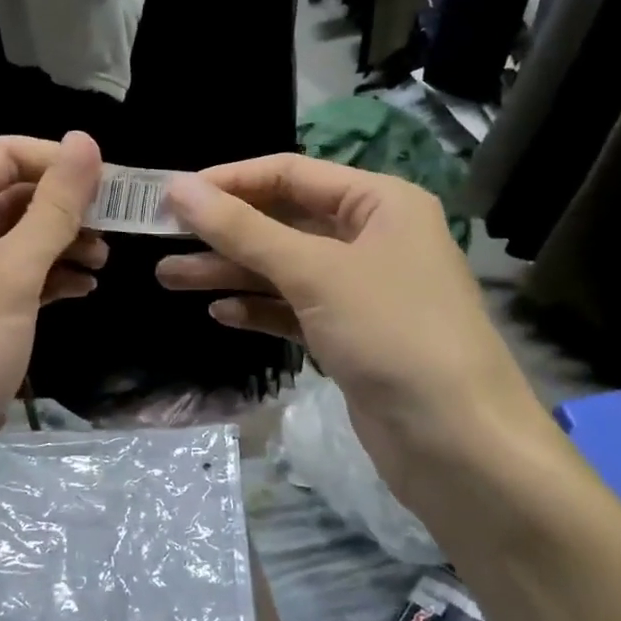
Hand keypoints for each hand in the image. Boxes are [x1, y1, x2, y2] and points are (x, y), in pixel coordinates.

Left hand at [0, 133, 106, 509]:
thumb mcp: (11, 275)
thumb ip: (53, 207)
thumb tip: (85, 141)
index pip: (3, 155)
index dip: (59, 161)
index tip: (112, 183)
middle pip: (8, 197)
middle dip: (63, 208)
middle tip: (117, 226)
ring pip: (11, 240)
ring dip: (58, 244)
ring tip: (104, 261)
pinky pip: (6, 279)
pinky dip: (43, 279)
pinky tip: (81, 289)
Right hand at [157, 156, 541, 474]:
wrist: (459, 446)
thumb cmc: (393, 334)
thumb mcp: (314, 273)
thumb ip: (242, 230)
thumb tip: (178, 188)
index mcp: (379, 202)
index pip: (291, 174)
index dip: (230, 181)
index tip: (173, 194)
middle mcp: (372, 237)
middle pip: (283, 221)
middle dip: (223, 232)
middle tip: (161, 238)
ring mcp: (361, 290)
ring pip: (283, 269)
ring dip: (230, 272)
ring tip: (169, 277)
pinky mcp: (350, 336)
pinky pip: (294, 309)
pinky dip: (258, 309)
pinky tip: (220, 314)